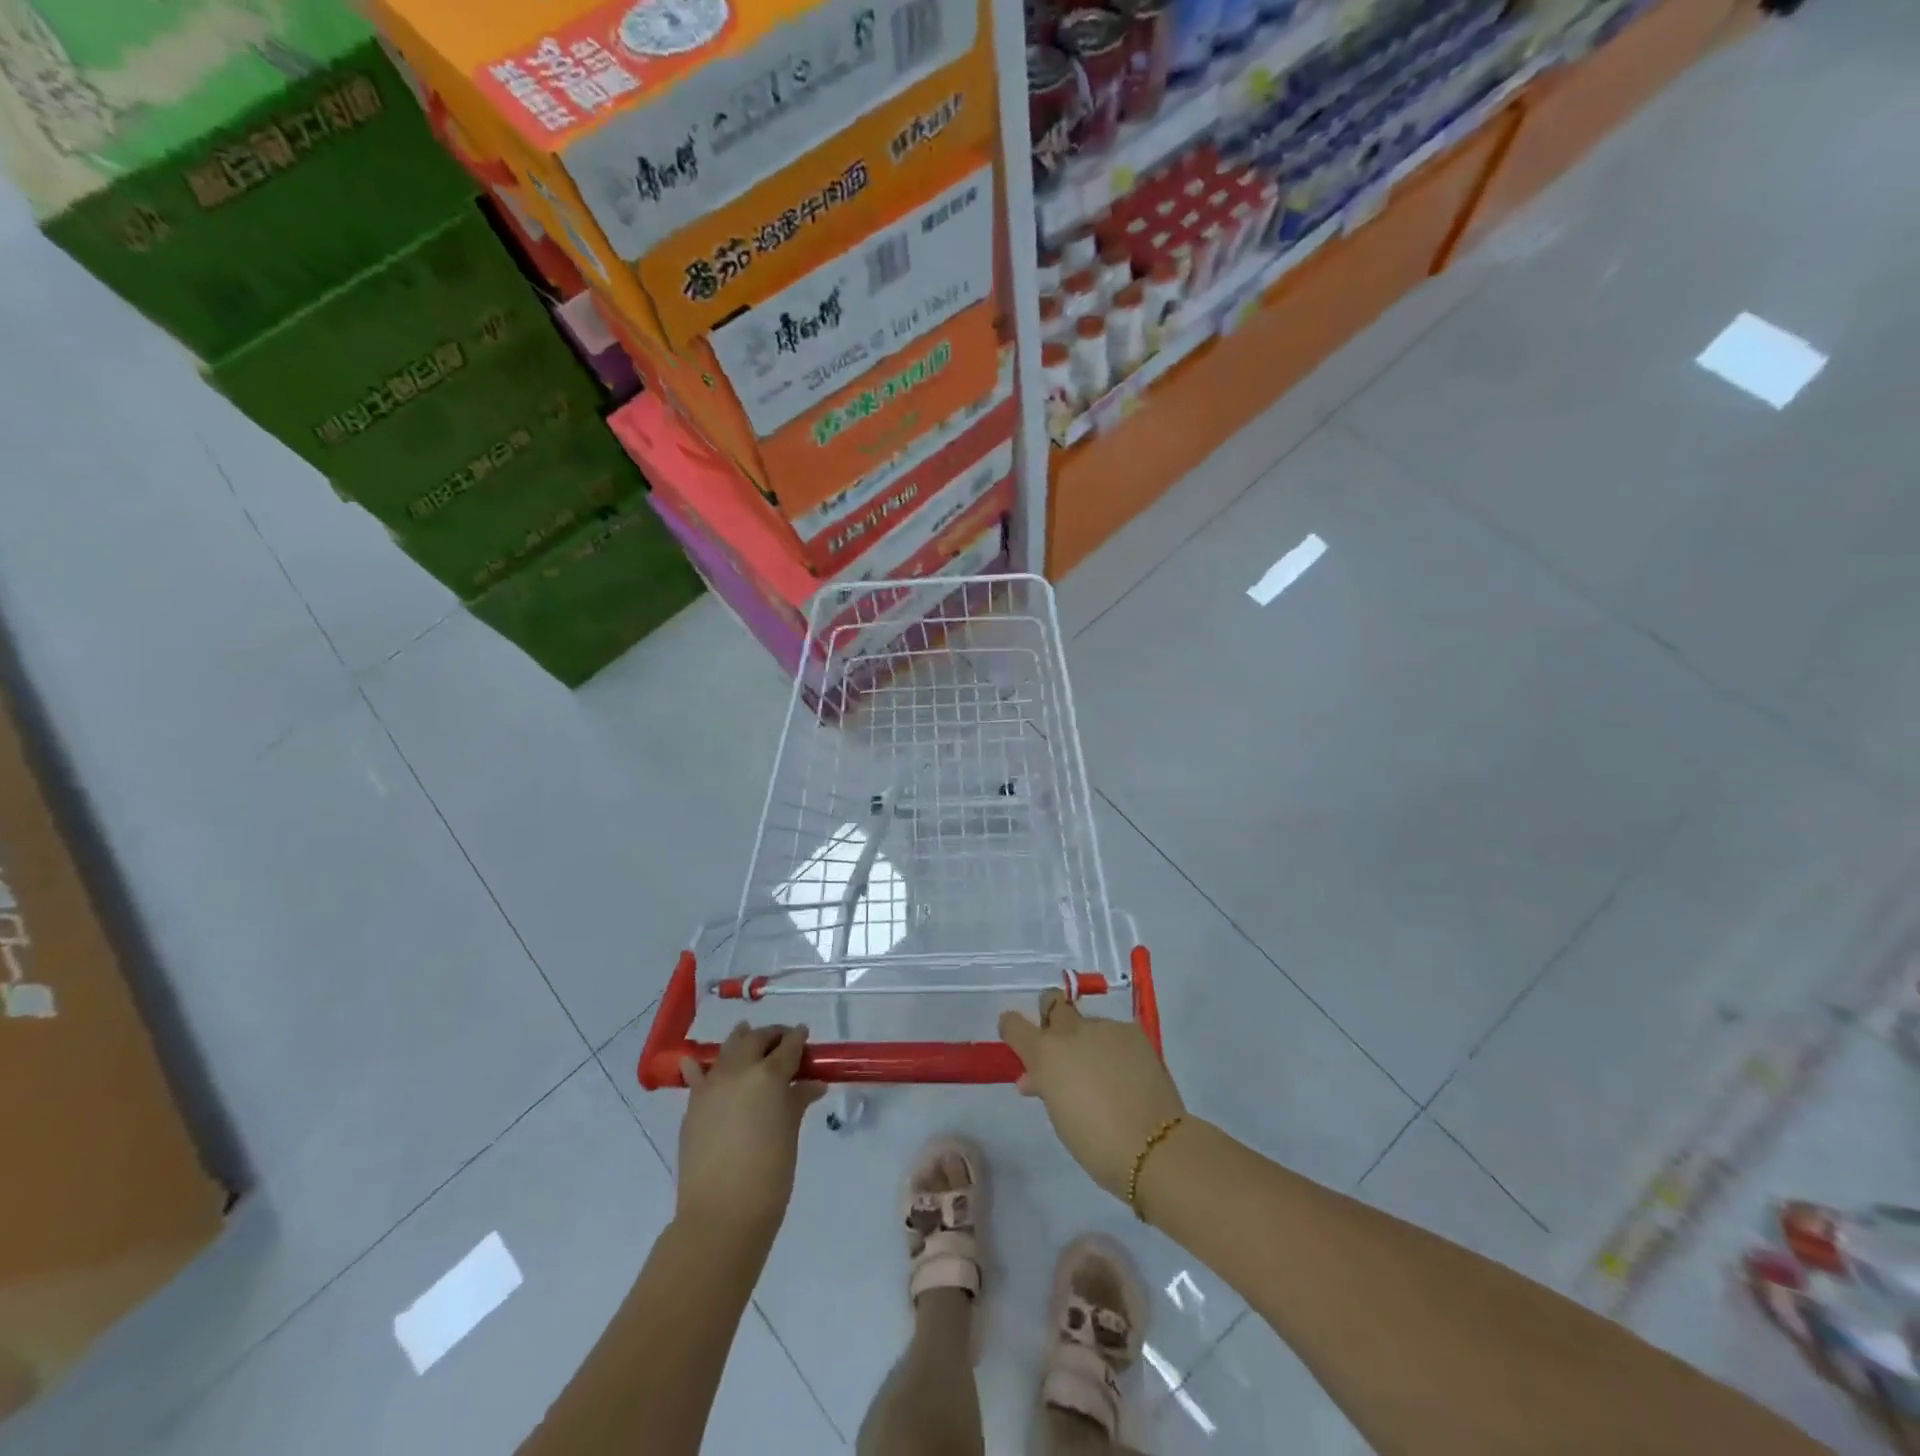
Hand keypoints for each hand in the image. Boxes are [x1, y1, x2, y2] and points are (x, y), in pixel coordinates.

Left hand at [676, 1023, 824, 1242]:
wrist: (721, 1214)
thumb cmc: (769, 1174)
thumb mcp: (790, 1133)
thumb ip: (798, 1101)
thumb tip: (813, 1084)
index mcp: (769, 1075)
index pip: (788, 1046)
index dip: (798, 1038)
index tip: (804, 1035)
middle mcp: (739, 1071)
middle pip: (756, 1040)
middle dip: (771, 1035)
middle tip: (783, 1041)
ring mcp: (712, 1086)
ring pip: (727, 1049)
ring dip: (740, 1040)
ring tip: (747, 1035)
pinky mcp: (693, 1105)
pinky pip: (696, 1076)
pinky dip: (700, 1066)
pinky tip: (697, 1061)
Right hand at [999, 990, 1185, 1200]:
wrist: (1152, 1146)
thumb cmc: (1095, 1143)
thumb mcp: (1058, 1114)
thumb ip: (1045, 1087)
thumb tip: (1034, 1078)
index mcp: (1045, 1054)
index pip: (1013, 1025)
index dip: (1012, 1028)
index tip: (1017, 1039)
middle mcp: (1070, 1032)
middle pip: (1052, 1002)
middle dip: (1051, 1015)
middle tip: (1060, 1041)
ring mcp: (1104, 1028)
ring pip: (1087, 1023)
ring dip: (1087, 1040)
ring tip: (1103, 1072)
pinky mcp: (1133, 1031)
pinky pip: (1115, 1033)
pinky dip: (1114, 1047)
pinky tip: (1127, 1072)